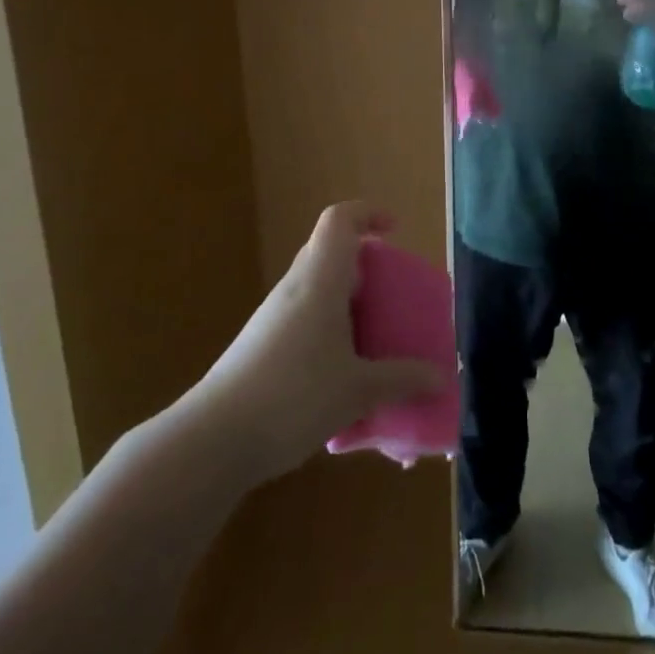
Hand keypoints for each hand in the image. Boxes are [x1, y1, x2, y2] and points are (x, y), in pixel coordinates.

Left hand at [193, 203, 444, 483]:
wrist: (214, 439)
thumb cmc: (294, 397)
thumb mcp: (358, 390)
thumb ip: (401, 380)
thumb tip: (439, 378)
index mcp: (320, 280)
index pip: (340, 220)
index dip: (368, 214)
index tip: (395, 230)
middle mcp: (295, 288)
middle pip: (331, 254)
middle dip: (366, 269)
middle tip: (394, 297)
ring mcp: (274, 317)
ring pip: (318, 291)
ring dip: (349, 307)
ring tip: (376, 344)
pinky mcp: (262, 346)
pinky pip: (305, 323)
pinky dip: (331, 336)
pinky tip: (344, 380)